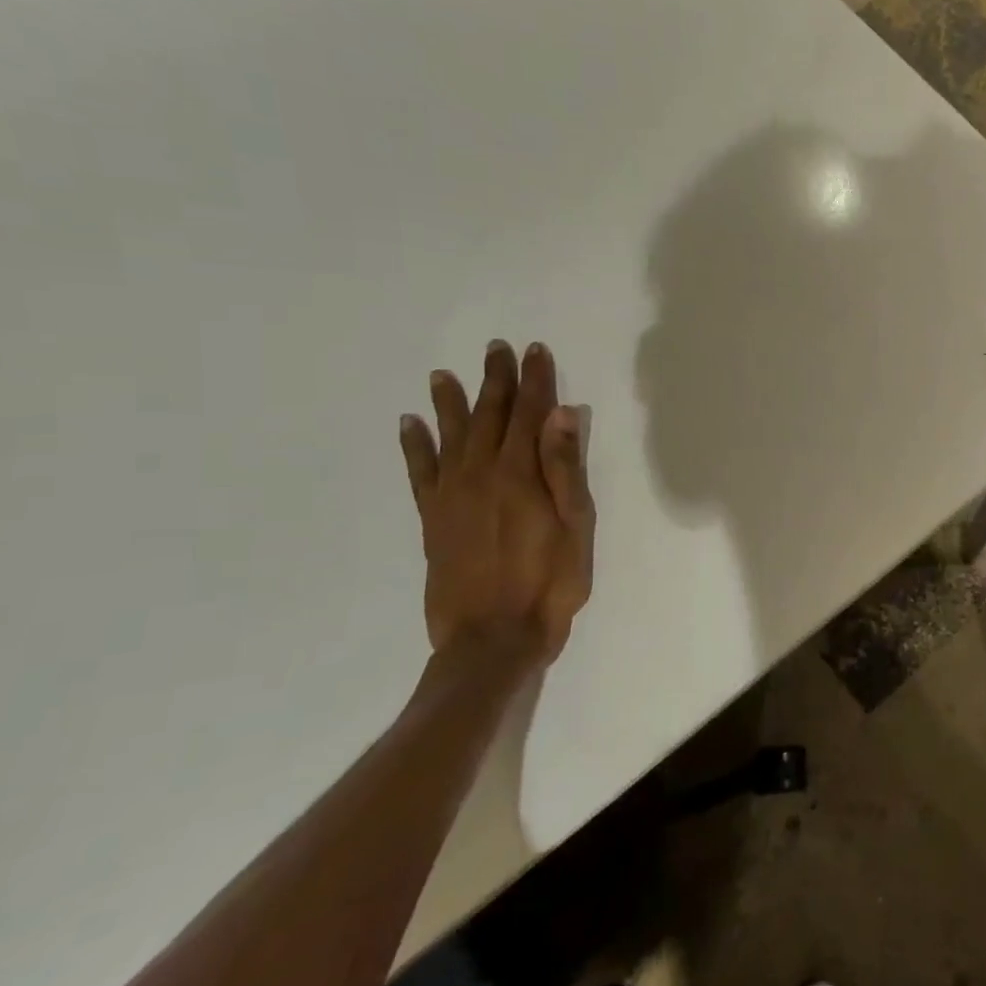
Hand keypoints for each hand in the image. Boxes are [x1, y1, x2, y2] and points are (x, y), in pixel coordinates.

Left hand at [399, 340, 594, 682]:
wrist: (493, 637)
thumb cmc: (550, 582)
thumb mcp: (576, 526)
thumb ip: (565, 468)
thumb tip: (561, 414)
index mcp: (521, 474)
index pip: (530, 413)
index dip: (535, 380)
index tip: (535, 350)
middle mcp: (481, 474)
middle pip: (489, 416)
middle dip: (496, 380)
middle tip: (496, 348)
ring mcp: (451, 495)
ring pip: (450, 435)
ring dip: (450, 402)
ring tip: (443, 374)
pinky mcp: (432, 519)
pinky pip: (419, 471)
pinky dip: (414, 445)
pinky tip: (409, 424)